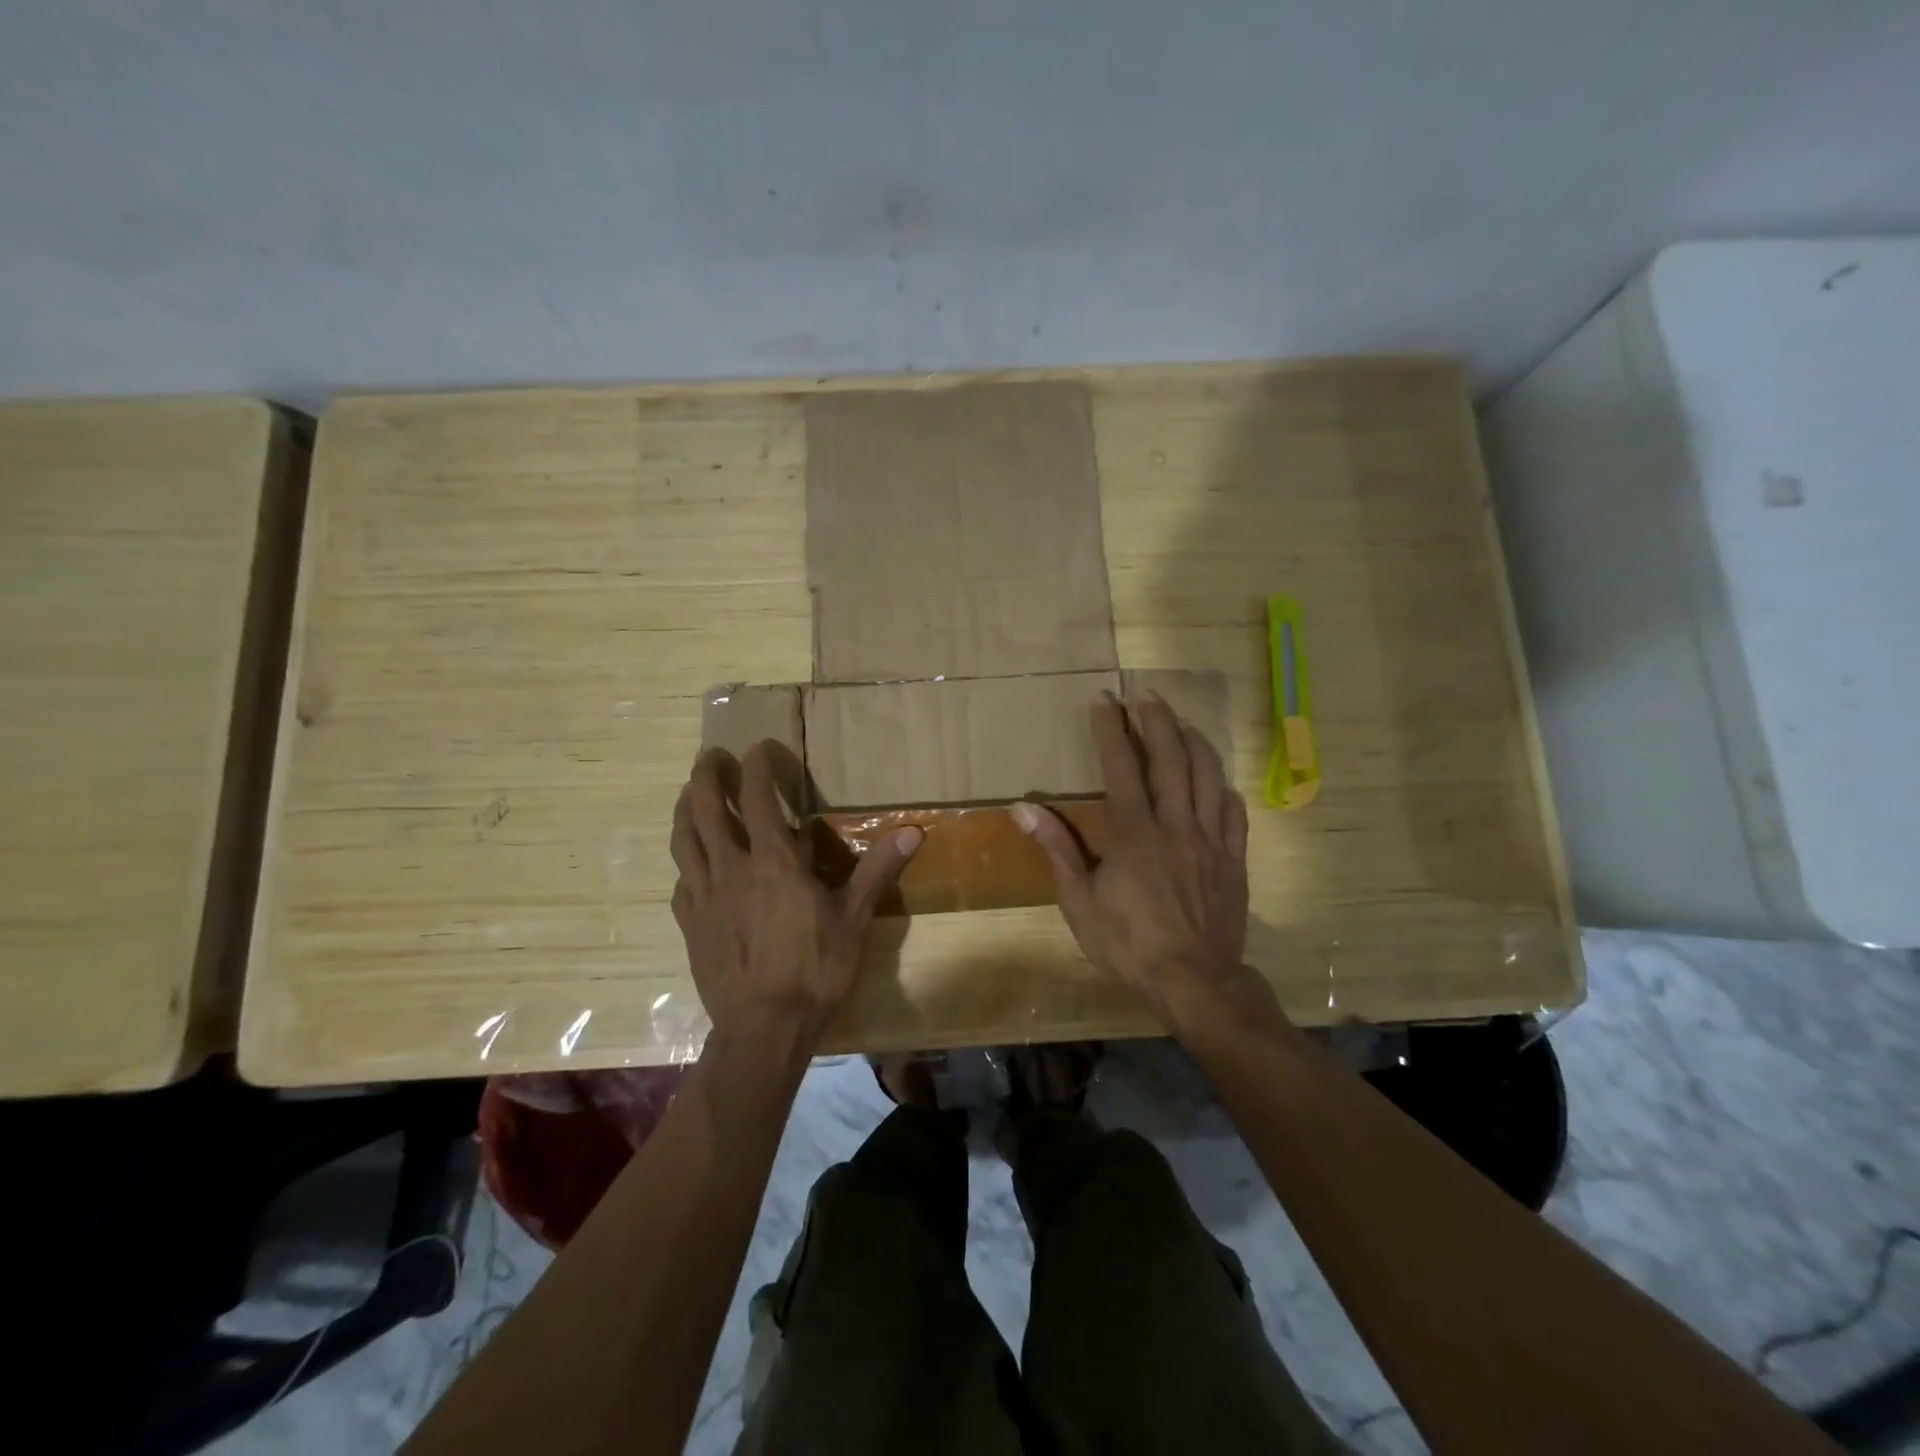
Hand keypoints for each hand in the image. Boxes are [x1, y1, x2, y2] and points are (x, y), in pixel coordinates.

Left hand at [671, 742, 921, 1047]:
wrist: (763, 1027)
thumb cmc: (815, 969)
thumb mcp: (855, 918)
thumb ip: (878, 870)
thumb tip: (914, 830)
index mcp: (773, 862)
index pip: (757, 799)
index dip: (755, 768)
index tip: (758, 748)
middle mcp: (731, 869)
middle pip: (706, 809)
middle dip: (706, 776)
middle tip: (710, 756)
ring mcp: (704, 896)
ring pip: (684, 840)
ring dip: (685, 809)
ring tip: (689, 793)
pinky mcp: (690, 923)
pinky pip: (682, 880)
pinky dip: (687, 861)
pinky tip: (692, 862)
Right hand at [1014, 691, 1268, 1033]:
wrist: (1194, 981)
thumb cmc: (1128, 944)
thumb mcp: (1079, 902)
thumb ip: (1057, 849)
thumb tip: (1024, 808)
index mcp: (1133, 832)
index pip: (1121, 766)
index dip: (1111, 729)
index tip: (1104, 700)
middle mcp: (1175, 824)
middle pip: (1170, 758)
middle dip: (1157, 720)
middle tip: (1146, 694)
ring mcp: (1210, 840)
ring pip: (1207, 776)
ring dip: (1194, 743)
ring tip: (1182, 723)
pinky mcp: (1233, 859)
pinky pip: (1235, 813)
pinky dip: (1223, 788)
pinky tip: (1217, 780)